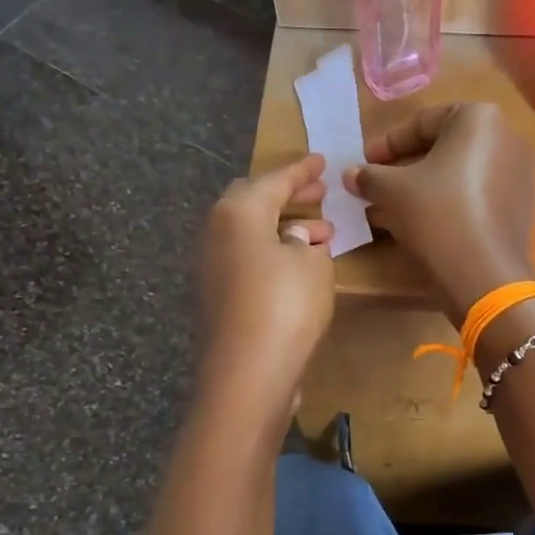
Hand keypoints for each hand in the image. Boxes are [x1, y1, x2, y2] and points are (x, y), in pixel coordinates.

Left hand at [196, 155, 335, 418]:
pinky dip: (273, 254)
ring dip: (284, 228)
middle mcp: (217, 233)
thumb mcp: (313, 264)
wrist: (247, 374)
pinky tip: (299, 267)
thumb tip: (295, 237)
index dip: (302, 170)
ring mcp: (212, 267)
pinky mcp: (217, 297)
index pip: (274, 180)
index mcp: (238, 212)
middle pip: (253, 202)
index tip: (322, 161)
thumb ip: (307, 240)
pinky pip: (248, 259)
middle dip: (288, 196)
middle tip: (319, 195)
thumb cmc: (285, 306)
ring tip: (322, 234)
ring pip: (250, 233)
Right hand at [342, 104, 534, 323]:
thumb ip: (369, 177)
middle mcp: (506, 137)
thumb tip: (350, 174)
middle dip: (405, 168)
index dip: (387, 145)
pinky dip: (448, 202)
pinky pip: (476, 194)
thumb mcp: (392, 191)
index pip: (422, 123)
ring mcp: (518, 173)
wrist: (484, 273)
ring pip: (458, 173)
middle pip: (443, 147)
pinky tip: (422, 224)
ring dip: (423, 188)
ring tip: (392, 209)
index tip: (364, 164)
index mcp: (479, 118)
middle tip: (376, 186)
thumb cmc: (436, 214)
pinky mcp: (520, 205)